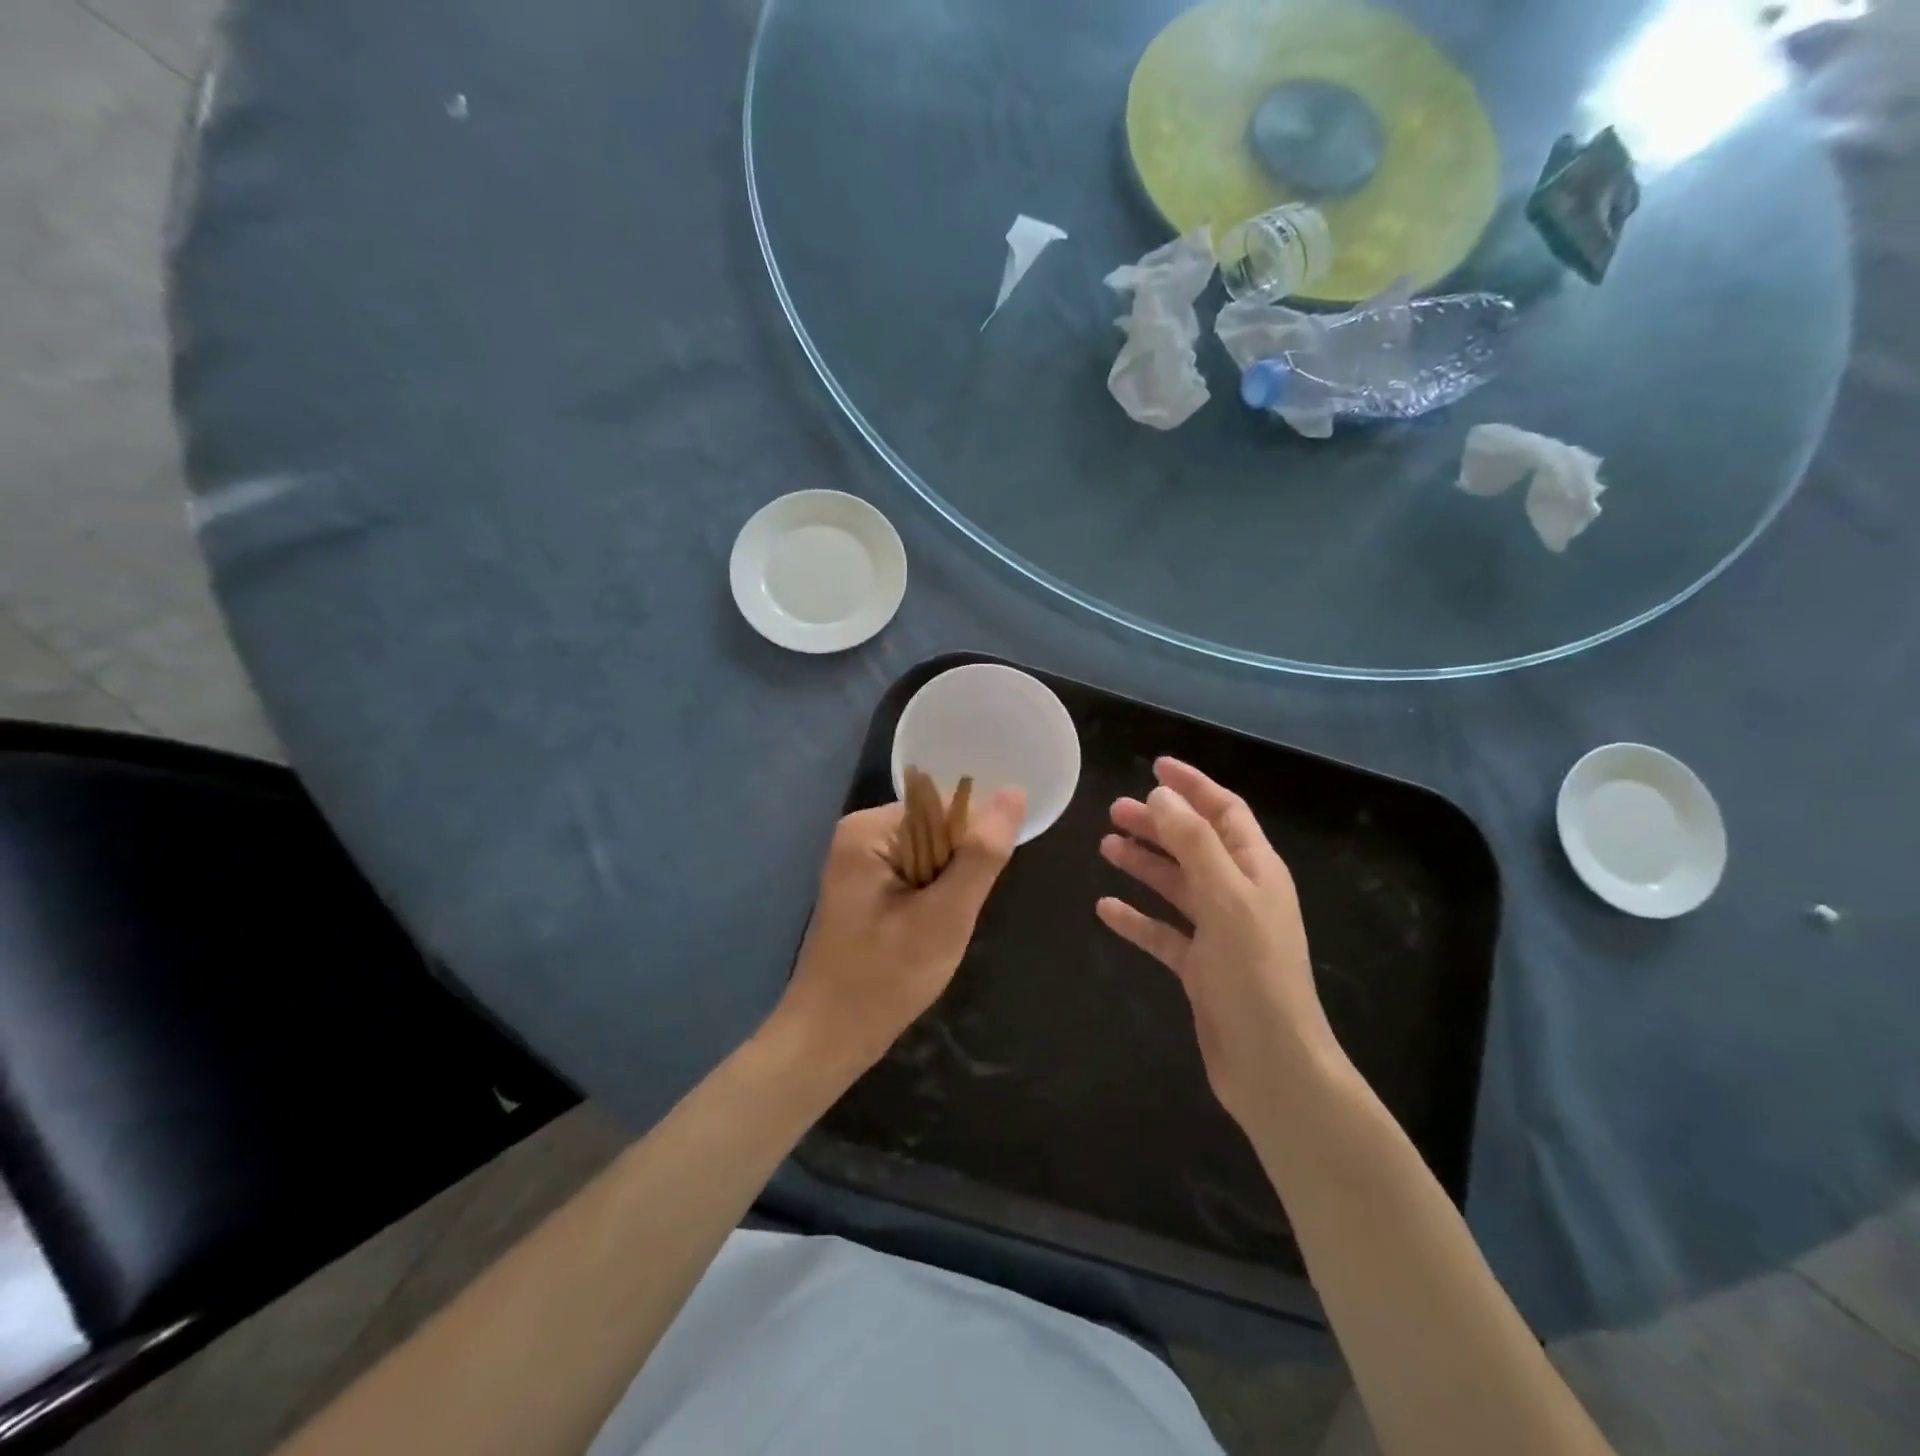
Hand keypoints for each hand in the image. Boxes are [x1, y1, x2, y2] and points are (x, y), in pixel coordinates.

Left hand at [776, 788, 1025, 1071]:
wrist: (830, 1036)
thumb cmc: (885, 978)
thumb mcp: (944, 916)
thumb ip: (981, 854)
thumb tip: (1015, 792)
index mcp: (870, 828)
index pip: (946, 807)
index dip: (971, 847)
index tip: (968, 894)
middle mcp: (860, 832)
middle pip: (937, 829)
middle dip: (956, 872)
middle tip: (946, 920)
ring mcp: (859, 859)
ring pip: (931, 855)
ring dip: (944, 890)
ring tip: (932, 929)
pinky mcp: (864, 884)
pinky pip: (915, 873)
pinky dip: (930, 900)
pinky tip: (920, 932)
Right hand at [1097, 757, 1342, 1125]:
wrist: (1271, 1065)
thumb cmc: (1254, 974)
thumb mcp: (1226, 898)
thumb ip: (1194, 843)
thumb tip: (1161, 797)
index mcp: (1256, 871)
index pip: (1224, 812)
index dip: (1193, 786)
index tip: (1154, 766)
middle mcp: (1239, 895)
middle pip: (1194, 845)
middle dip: (1158, 824)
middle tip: (1114, 810)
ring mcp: (1220, 933)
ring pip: (1176, 885)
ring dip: (1143, 864)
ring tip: (1105, 846)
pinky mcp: (1200, 968)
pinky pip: (1163, 932)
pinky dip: (1136, 918)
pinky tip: (1105, 909)